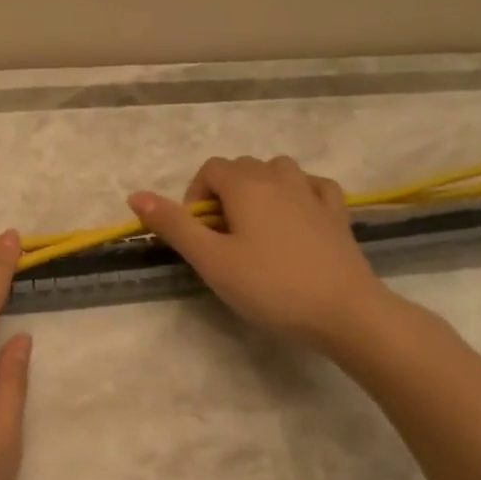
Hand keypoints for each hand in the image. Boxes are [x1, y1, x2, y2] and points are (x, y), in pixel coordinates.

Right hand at [128, 156, 393, 351]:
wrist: (345, 312)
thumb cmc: (270, 286)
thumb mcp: (211, 260)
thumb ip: (173, 225)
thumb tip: (135, 195)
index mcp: (246, 186)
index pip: (210, 169)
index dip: (195, 196)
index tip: (198, 234)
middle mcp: (280, 178)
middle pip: (241, 167)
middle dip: (223, 193)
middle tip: (221, 238)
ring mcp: (313, 193)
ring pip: (278, 170)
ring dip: (260, 188)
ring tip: (255, 227)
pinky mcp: (338, 214)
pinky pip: (313, 185)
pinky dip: (298, 192)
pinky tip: (296, 217)